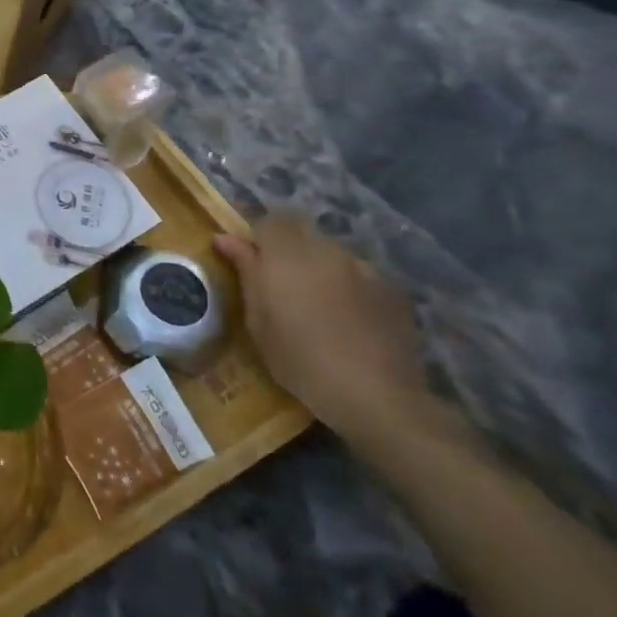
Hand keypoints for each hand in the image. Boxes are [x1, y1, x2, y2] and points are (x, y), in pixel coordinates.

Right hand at [213, 215, 428, 444]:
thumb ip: (245, 271)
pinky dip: (348, 289)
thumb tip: (225, 238)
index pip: (272, 221)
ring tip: (317, 307)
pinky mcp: (391, 292)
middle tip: (282, 288)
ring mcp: (364, 270)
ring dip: (319, 270)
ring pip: (332, 255)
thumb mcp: (258, 320)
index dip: (261, 238)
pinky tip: (348, 322)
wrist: (375, 395)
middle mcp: (327, 251)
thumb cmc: (300, 358)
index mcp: (288, 254)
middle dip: (290, 253)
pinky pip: (359, 277)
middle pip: (304, 235)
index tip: (252, 264)